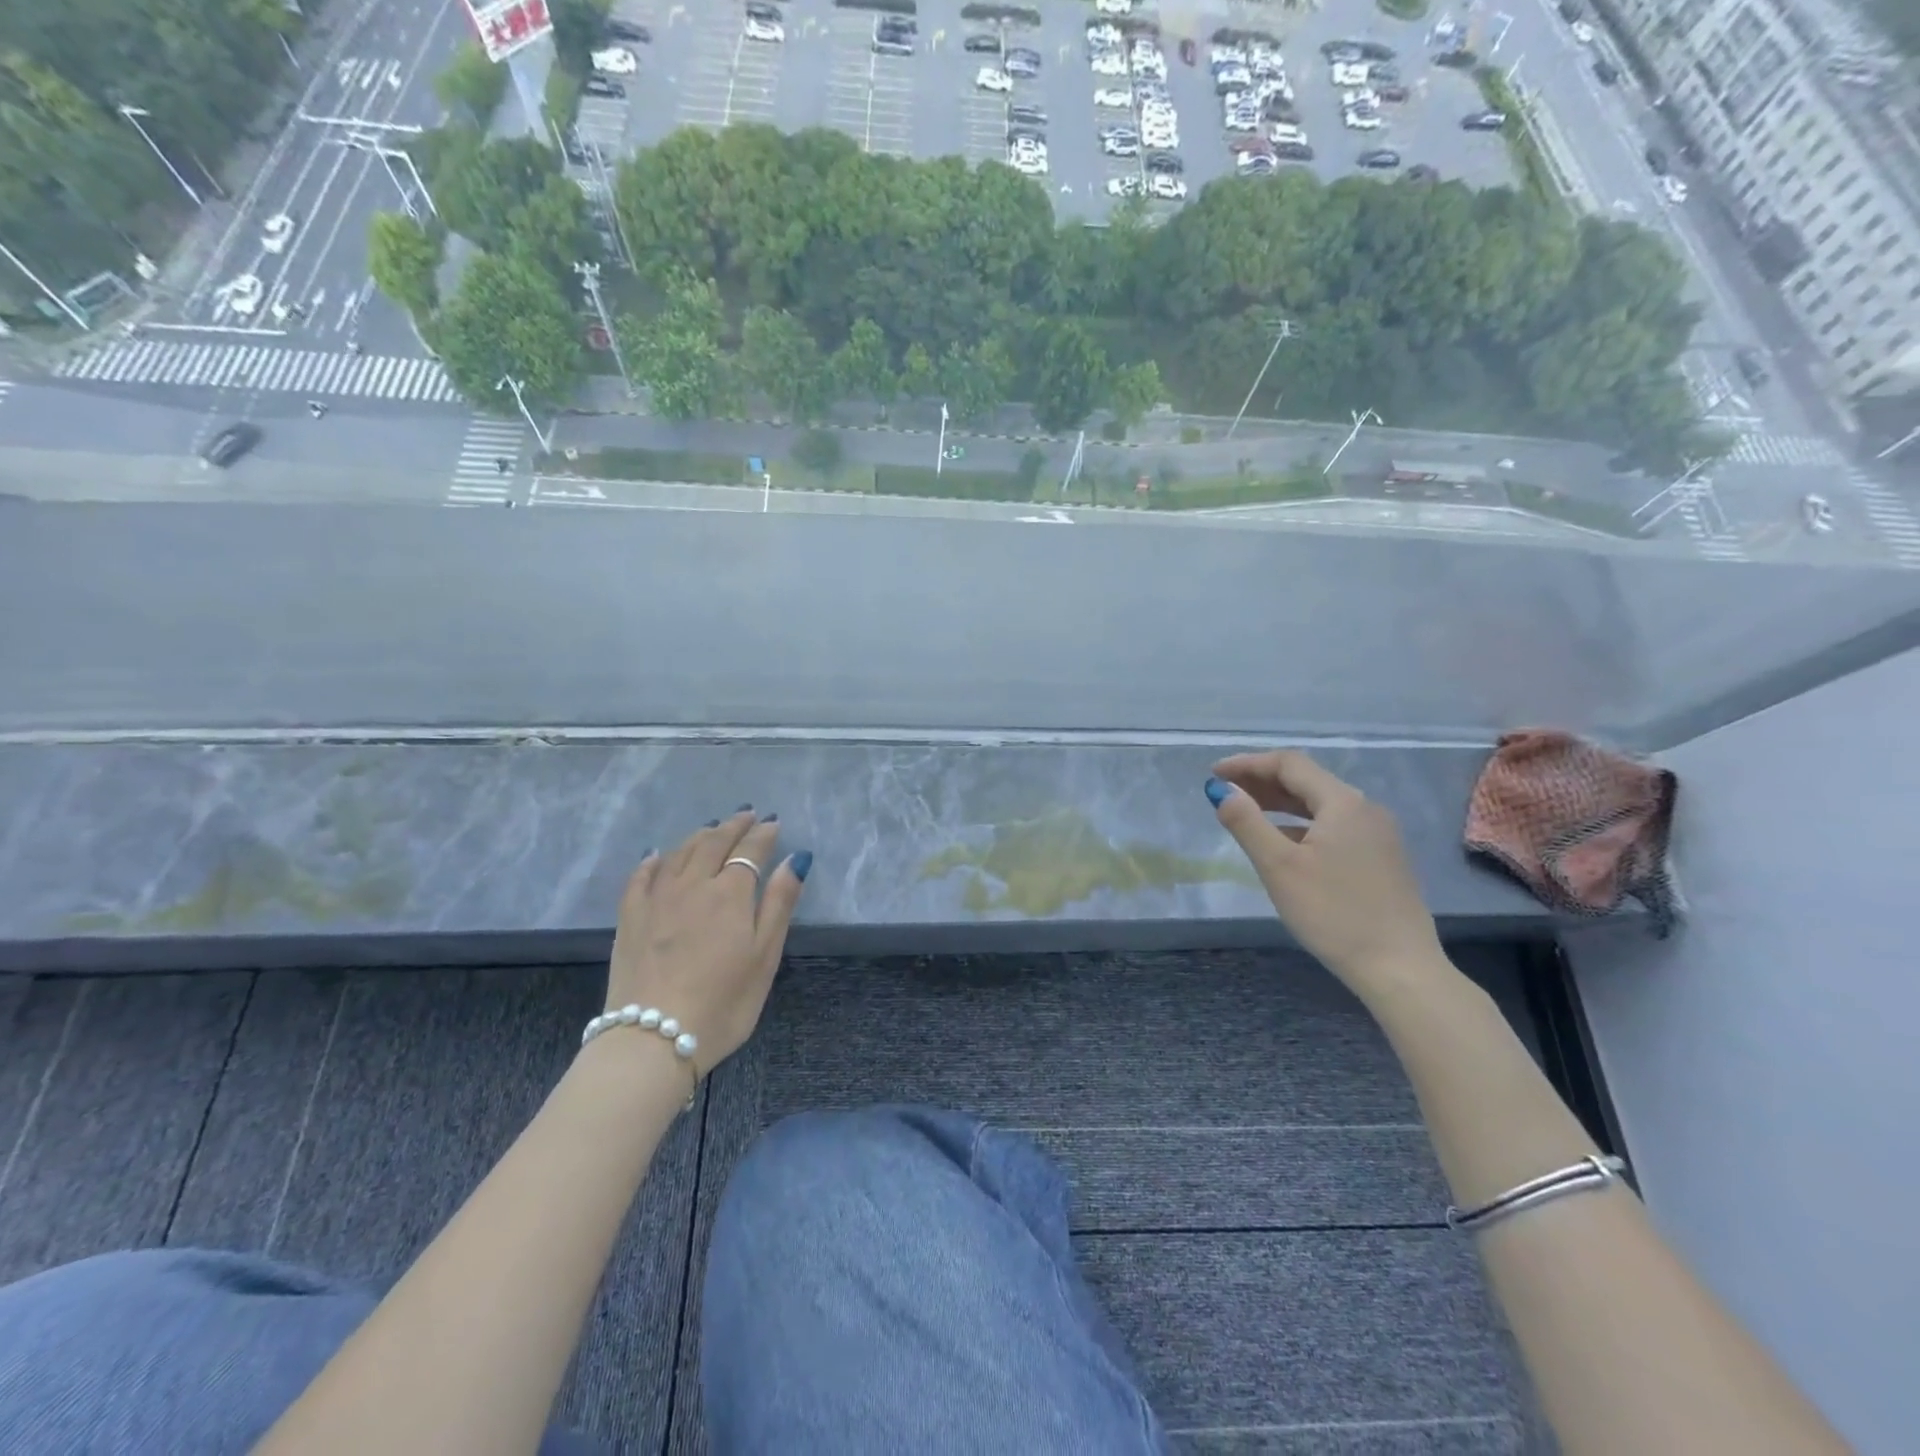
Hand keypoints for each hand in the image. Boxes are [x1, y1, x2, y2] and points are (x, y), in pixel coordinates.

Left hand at [603, 809, 809, 1073]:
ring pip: (679, 853)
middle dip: (733, 826)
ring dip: (699, 835)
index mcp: (730, 893)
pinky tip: (657, 854)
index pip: (750, 851)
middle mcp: (692, 885)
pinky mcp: (630, 918)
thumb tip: (795, 858)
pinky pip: (640, 876)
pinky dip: (653, 859)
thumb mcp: (765, 956)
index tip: (773, 823)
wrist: (653, 1038)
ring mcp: (656, 899)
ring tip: (712, 827)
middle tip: (746, 815)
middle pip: (713, 843)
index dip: (763, 834)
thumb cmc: (723, 1002)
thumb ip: (779, 903)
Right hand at [1207, 751, 1444, 994]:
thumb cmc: (1333, 914)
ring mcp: (1378, 834)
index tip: (1213, 774)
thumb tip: (1221, 790)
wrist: (1399, 968)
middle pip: (1307, 780)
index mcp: (1343, 803)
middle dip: (1262, 781)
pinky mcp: (1382, 858)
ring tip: (1245, 812)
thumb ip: (1246, 822)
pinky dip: (1301, 824)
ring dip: (1280, 802)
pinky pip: (1334, 825)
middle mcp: (1365, 809)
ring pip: (1320, 804)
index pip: (1289, 764)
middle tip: (1224, 791)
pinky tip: (1283, 842)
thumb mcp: (1278, 866)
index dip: (1247, 763)